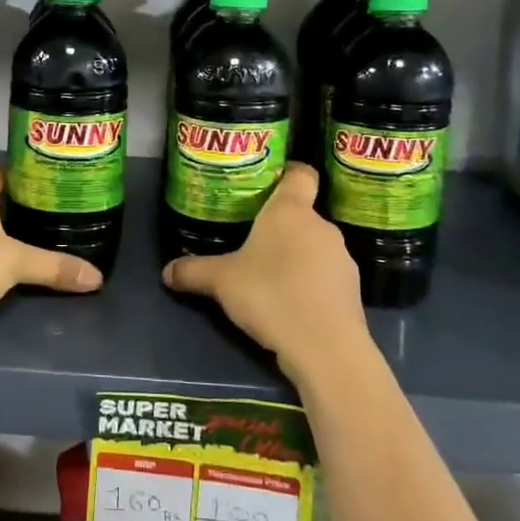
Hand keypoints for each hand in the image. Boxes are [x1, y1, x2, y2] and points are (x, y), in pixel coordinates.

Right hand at [161, 164, 368, 381]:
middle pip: (302, 214)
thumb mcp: (221, 282)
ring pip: (314, 246)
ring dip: (296, 257)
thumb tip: (166, 271)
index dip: (287, 172)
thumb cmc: (270, 295)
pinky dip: (310, 283)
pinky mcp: (352, 290)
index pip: (300, 173)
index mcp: (290, 211)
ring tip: (270, 277)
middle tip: (251, 240)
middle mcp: (321, 226)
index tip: (268, 182)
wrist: (326, 348)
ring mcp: (342, 258)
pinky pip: (326, 276)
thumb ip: (193, 271)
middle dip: (279, 226)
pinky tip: (291, 303)